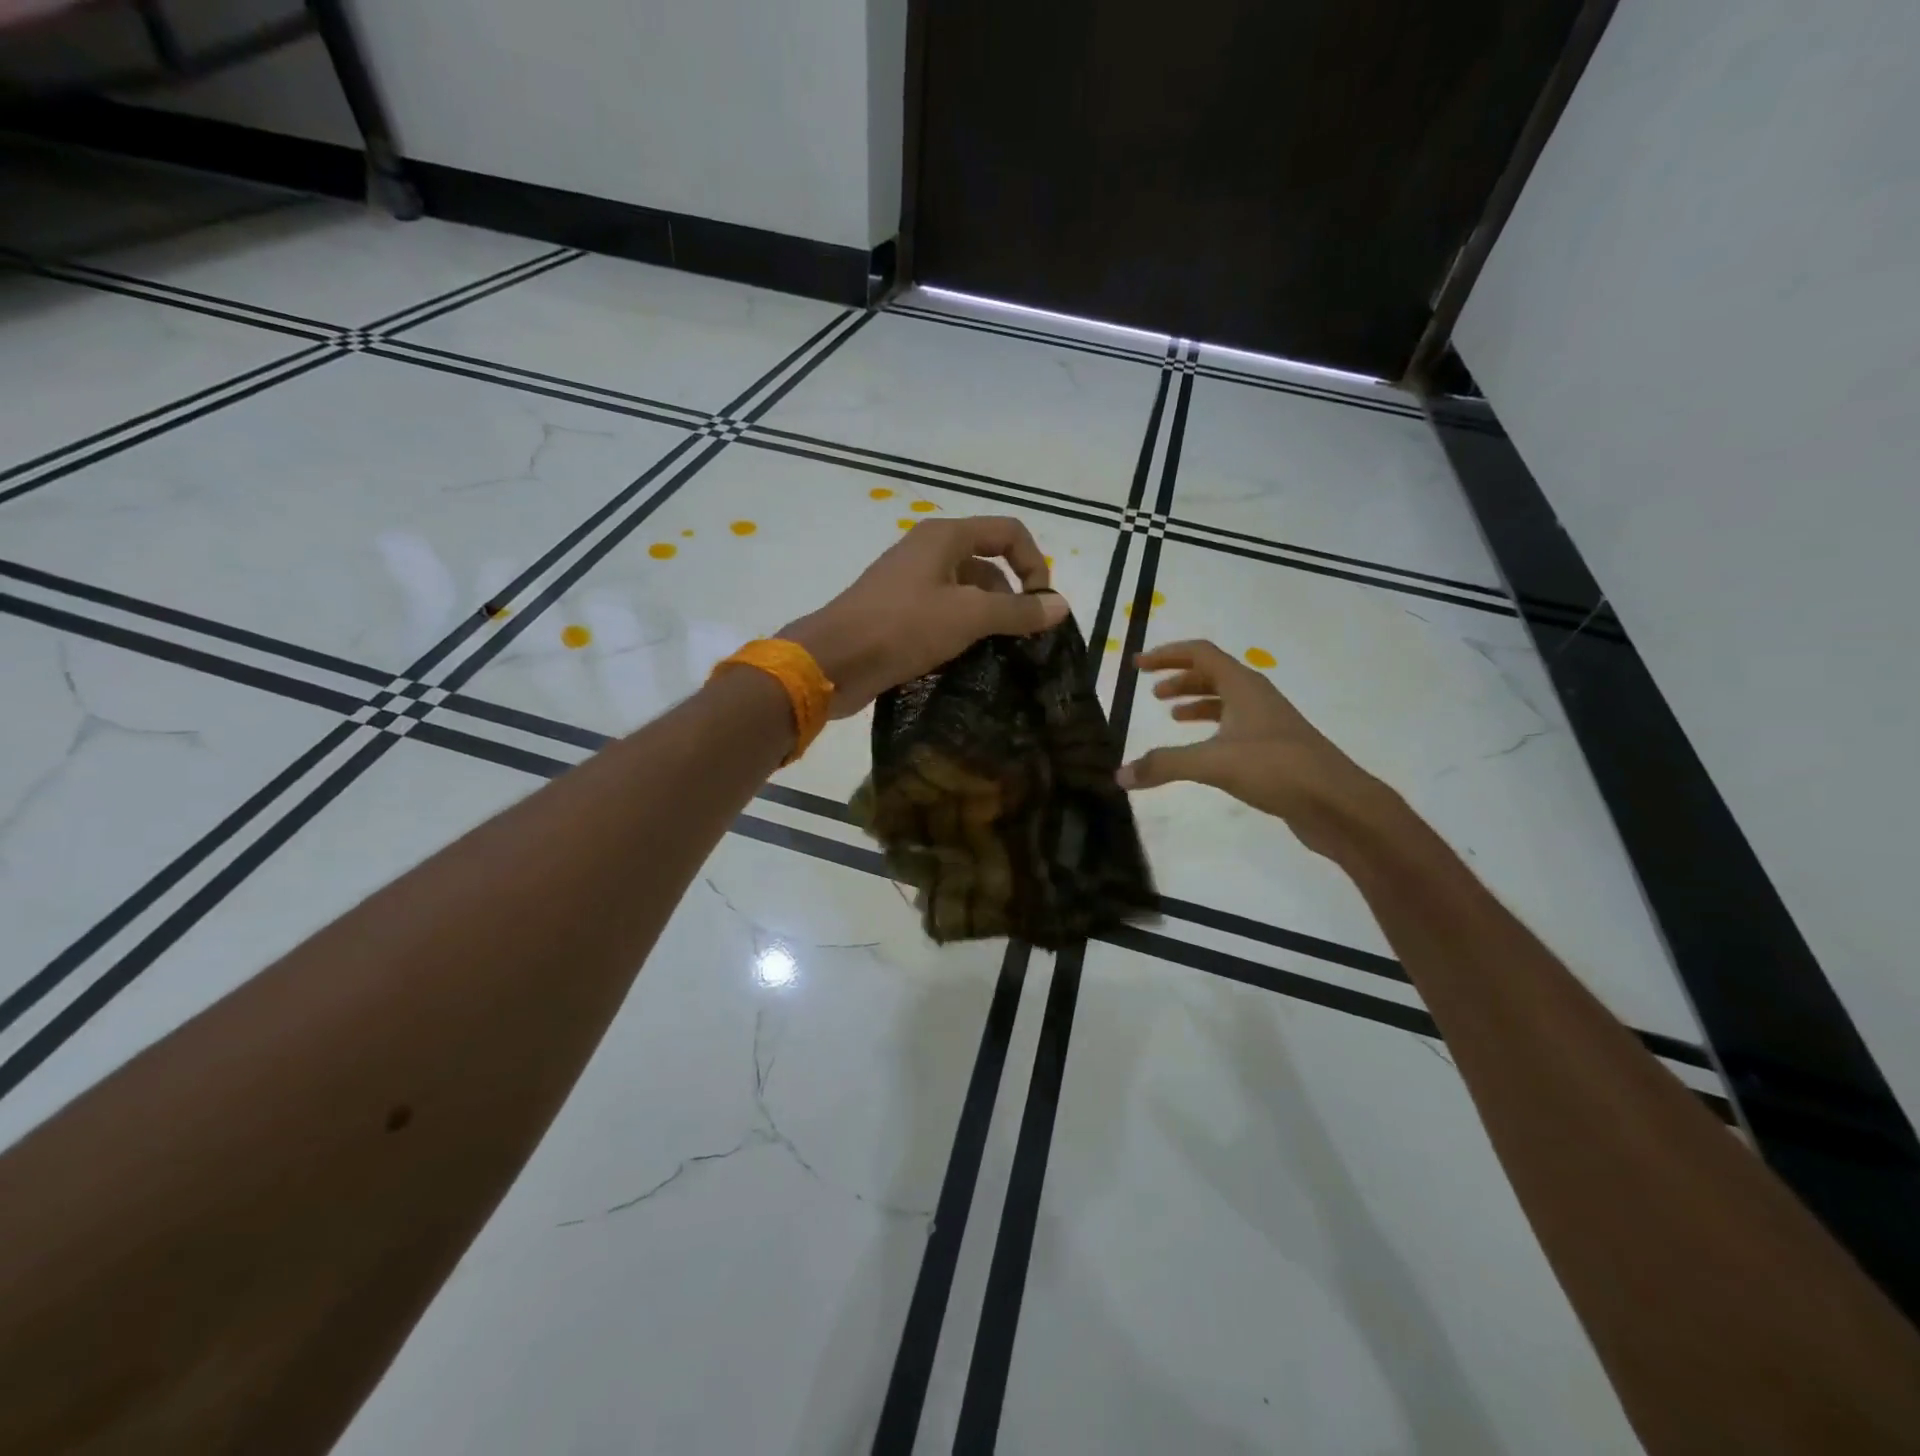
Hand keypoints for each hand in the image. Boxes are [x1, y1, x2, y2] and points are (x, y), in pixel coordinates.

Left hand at [782, 516, 1068, 717]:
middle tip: (1022, 639)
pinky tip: (968, 661)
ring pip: (965, 594)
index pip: (1009, 533)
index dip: (1034, 564)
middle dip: (1011, 598)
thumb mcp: (969, 615)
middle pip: (988, 564)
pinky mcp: (898, 615)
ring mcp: (910, 584)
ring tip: (998, 654)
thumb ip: (1018, 611)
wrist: (833, 660)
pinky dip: (961, 633)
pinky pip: (943, 616)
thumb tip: (1061, 606)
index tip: (1042, 606)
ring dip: (987, 620)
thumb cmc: (902, 627)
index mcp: (945, 537)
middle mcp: (928, 552)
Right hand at [1117, 640, 1391, 855]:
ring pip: (1226, 701)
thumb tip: (1119, 775)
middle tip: (1152, 692)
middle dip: (1180, 679)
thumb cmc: (1277, 769)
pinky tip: (1201, 751)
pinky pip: (1235, 727)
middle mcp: (1257, 697)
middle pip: (1214, 674)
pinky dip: (1211, 730)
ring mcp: (1269, 724)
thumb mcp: (1214, 763)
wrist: (1338, 804)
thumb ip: (1165, 765)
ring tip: (1171, 716)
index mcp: (1244, 686)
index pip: (1201, 654)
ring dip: (1197, 702)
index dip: (1167, 655)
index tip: (1138, 665)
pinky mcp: (1274, 750)